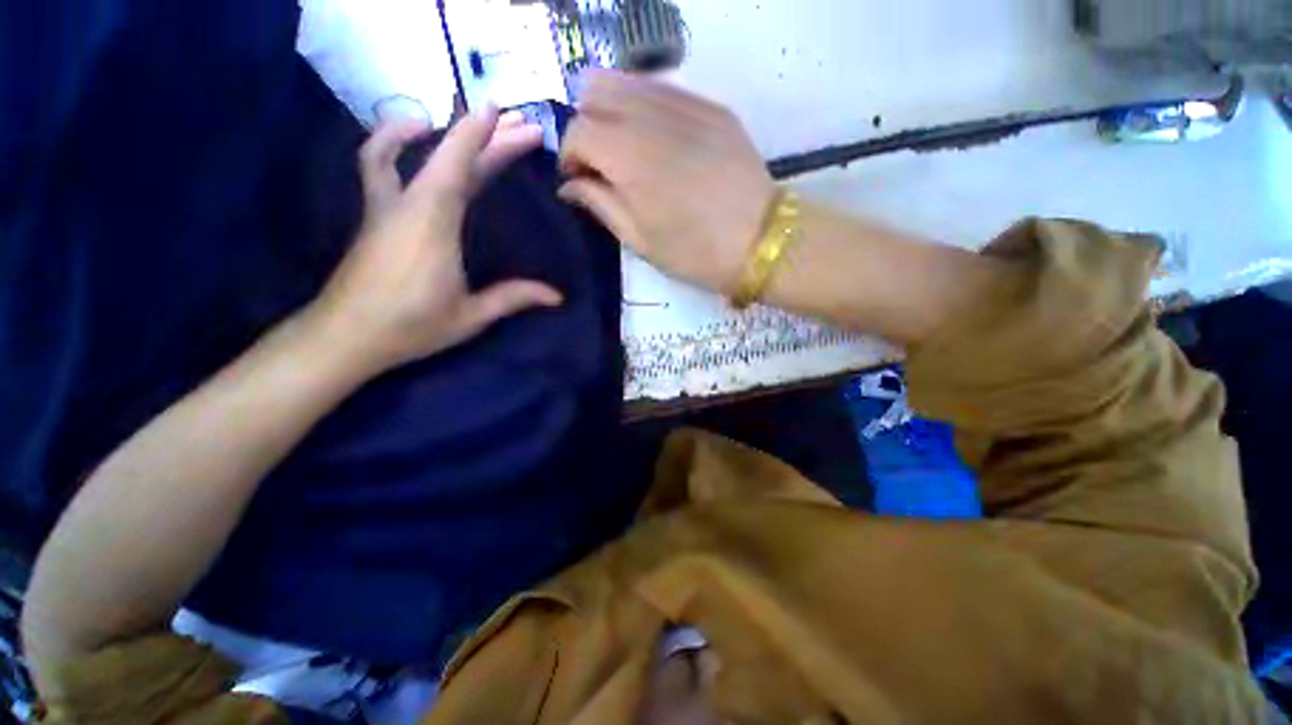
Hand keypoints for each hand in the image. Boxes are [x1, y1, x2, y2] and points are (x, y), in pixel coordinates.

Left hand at [306, 107, 560, 374]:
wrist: (346, 335)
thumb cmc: (411, 326)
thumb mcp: (470, 316)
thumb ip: (512, 298)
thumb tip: (556, 296)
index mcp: (433, 226)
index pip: (456, 167)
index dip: (476, 135)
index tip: (498, 110)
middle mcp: (407, 206)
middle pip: (446, 160)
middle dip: (485, 139)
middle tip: (521, 128)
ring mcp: (385, 207)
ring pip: (404, 152)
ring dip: (434, 131)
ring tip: (458, 121)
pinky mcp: (376, 215)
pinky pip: (380, 164)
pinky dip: (392, 142)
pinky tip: (410, 141)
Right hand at [559, 70, 776, 293]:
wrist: (760, 240)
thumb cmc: (693, 251)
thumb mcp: (638, 239)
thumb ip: (599, 204)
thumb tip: (571, 185)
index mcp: (629, 156)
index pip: (578, 129)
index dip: (569, 155)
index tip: (578, 180)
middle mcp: (652, 116)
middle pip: (597, 91)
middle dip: (588, 125)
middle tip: (600, 161)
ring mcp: (686, 104)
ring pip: (630, 82)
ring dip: (615, 110)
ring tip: (626, 148)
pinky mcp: (712, 107)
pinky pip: (665, 90)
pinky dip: (648, 108)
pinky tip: (658, 139)